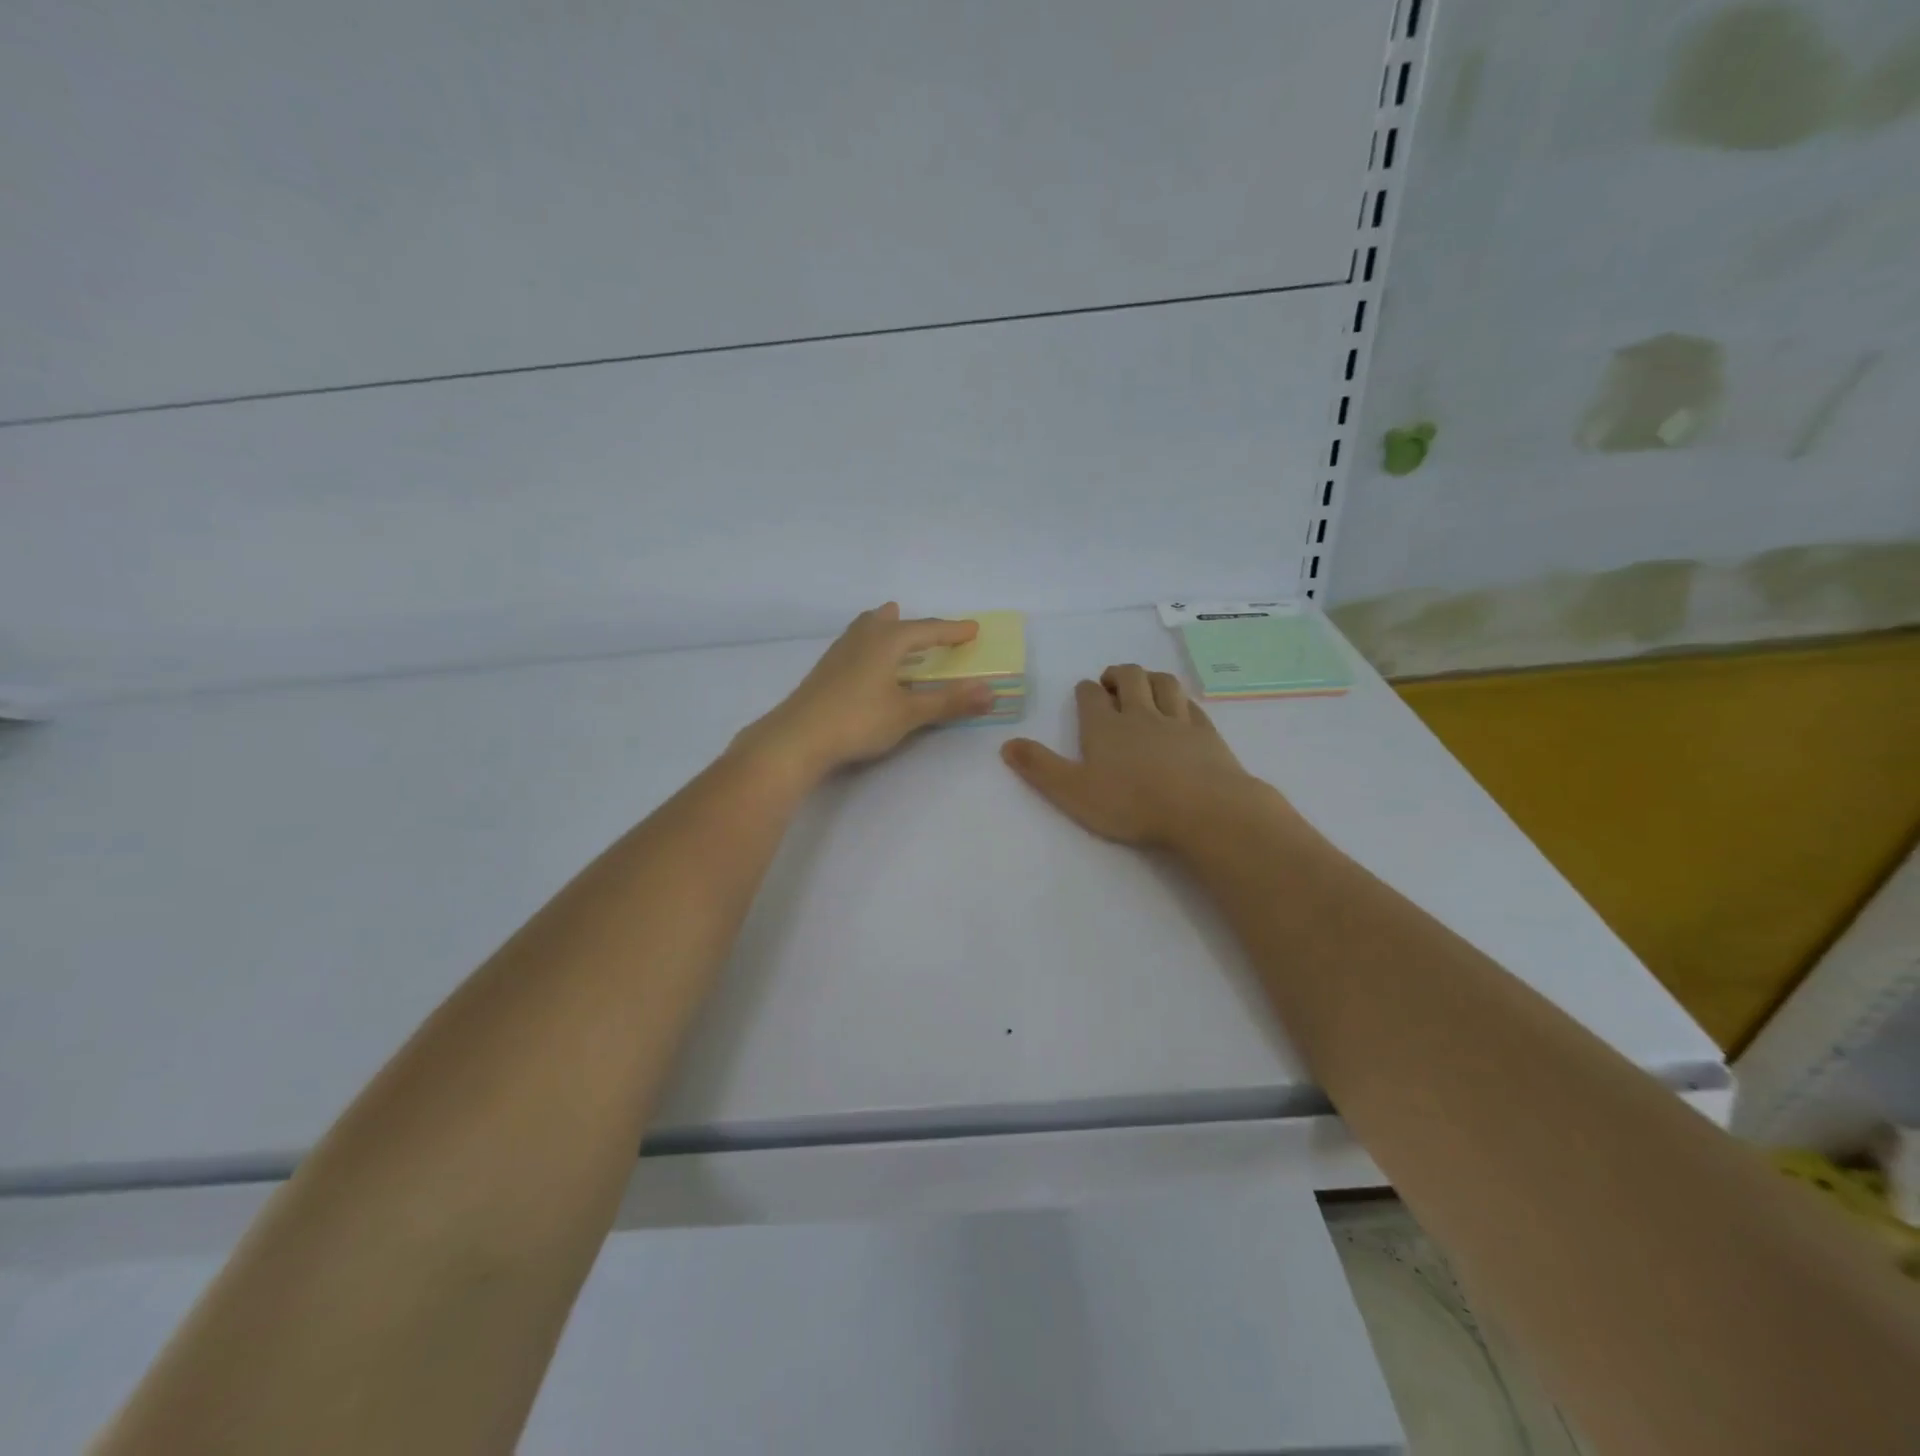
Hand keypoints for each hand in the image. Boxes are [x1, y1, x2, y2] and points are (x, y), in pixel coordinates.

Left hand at [740, 604, 996, 779]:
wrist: (797, 737)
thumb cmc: (858, 720)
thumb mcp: (909, 713)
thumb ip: (949, 702)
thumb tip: (990, 692)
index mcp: (887, 640)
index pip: (927, 630)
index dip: (952, 632)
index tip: (973, 630)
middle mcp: (863, 637)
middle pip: (892, 621)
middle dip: (915, 625)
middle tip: (931, 630)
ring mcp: (839, 652)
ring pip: (868, 628)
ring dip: (887, 628)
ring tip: (894, 628)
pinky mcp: (825, 670)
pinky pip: (856, 644)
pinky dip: (871, 644)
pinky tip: (867, 663)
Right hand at [1001, 665, 1273, 848]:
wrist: (1203, 810)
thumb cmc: (1132, 804)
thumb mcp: (1073, 792)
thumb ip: (1040, 768)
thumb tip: (1006, 744)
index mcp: (1104, 726)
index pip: (1091, 695)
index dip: (1086, 691)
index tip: (1085, 694)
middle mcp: (1139, 713)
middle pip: (1130, 677)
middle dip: (1118, 675)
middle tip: (1112, 683)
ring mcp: (1176, 720)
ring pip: (1163, 683)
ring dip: (1150, 678)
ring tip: (1144, 685)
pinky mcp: (1206, 732)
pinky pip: (1190, 704)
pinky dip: (1180, 700)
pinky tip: (1180, 708)